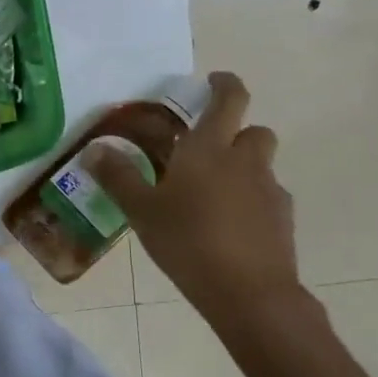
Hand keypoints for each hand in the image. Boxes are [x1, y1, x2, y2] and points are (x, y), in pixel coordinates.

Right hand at [88, 72, 326, 348]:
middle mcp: (245, 161)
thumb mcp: (141, 210)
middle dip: (236, 131)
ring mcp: (269, 191)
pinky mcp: (283, 221)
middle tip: (206, 148)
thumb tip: (94, 149)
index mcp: (209, 149)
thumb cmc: (188, 241)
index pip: (229, 99)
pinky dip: (251, 200)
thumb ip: (118, 177)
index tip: (212, 82)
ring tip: (212, 193)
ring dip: (243, 167)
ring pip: (261, 165)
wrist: (250, 294)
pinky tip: (228, 225)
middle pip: (254, 130)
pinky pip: (267, 197)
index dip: (224, 84)